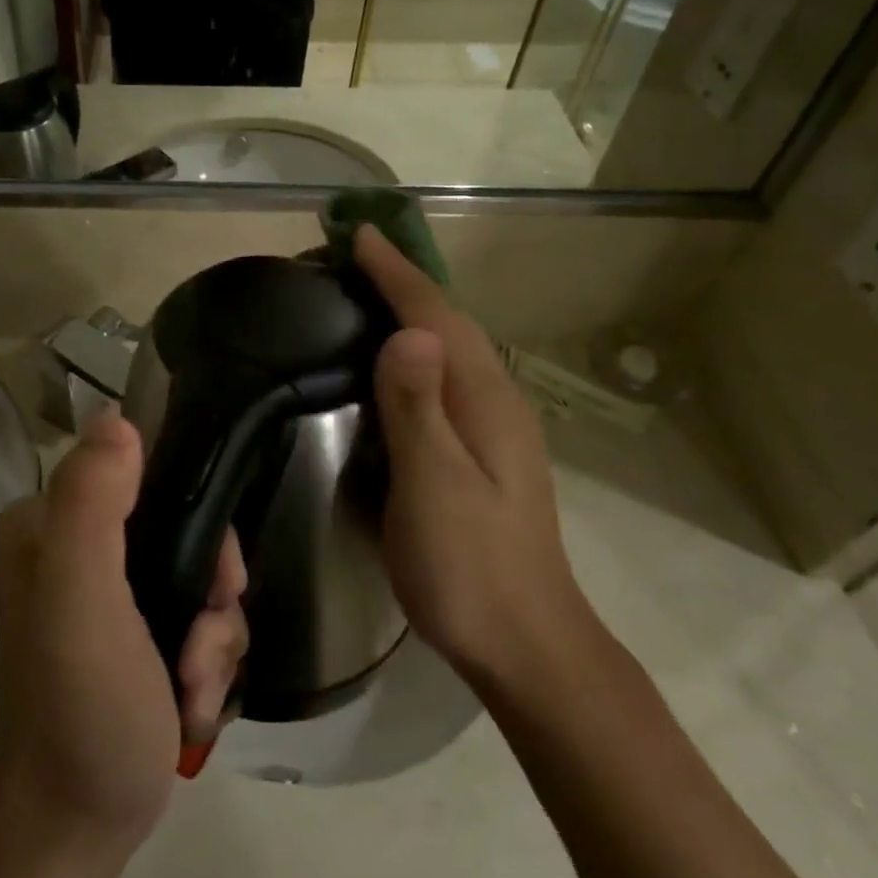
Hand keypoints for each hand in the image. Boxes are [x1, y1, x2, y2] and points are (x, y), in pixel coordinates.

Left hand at [0, 412, 246, 857]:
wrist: (78, 828)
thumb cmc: (77, 706)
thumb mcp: (80, 599)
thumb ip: (93, 503)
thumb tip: (118, 416)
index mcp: (53, 521)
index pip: (143, 470)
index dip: (192, 510)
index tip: (211, 568)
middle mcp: (80, 545)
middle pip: (184, 524)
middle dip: (211, 586)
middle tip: (204, 636)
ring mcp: (113, 592)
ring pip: (202, 574)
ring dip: (214, 636)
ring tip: (193, 686)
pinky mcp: (141, 633)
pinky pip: (201, 617)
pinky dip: (208, 662)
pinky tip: (191, 703)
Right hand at [354, 226, 593, 684]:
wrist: (526, 643)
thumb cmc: (470, 566)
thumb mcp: (434, 487)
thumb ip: (418, 409)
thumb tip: (409, 331)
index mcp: (484, 399)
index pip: (435, 316)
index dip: (396, 272)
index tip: (358, 234)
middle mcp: (495, 399)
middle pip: (446, 322)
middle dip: (402, 281)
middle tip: (352, 256)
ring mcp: (494, 426)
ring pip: (448, 348)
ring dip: (409, 311)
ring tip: (365, 290)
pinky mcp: (484, 449)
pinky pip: (444, 377)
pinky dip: (415, 350)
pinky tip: (393, 360)